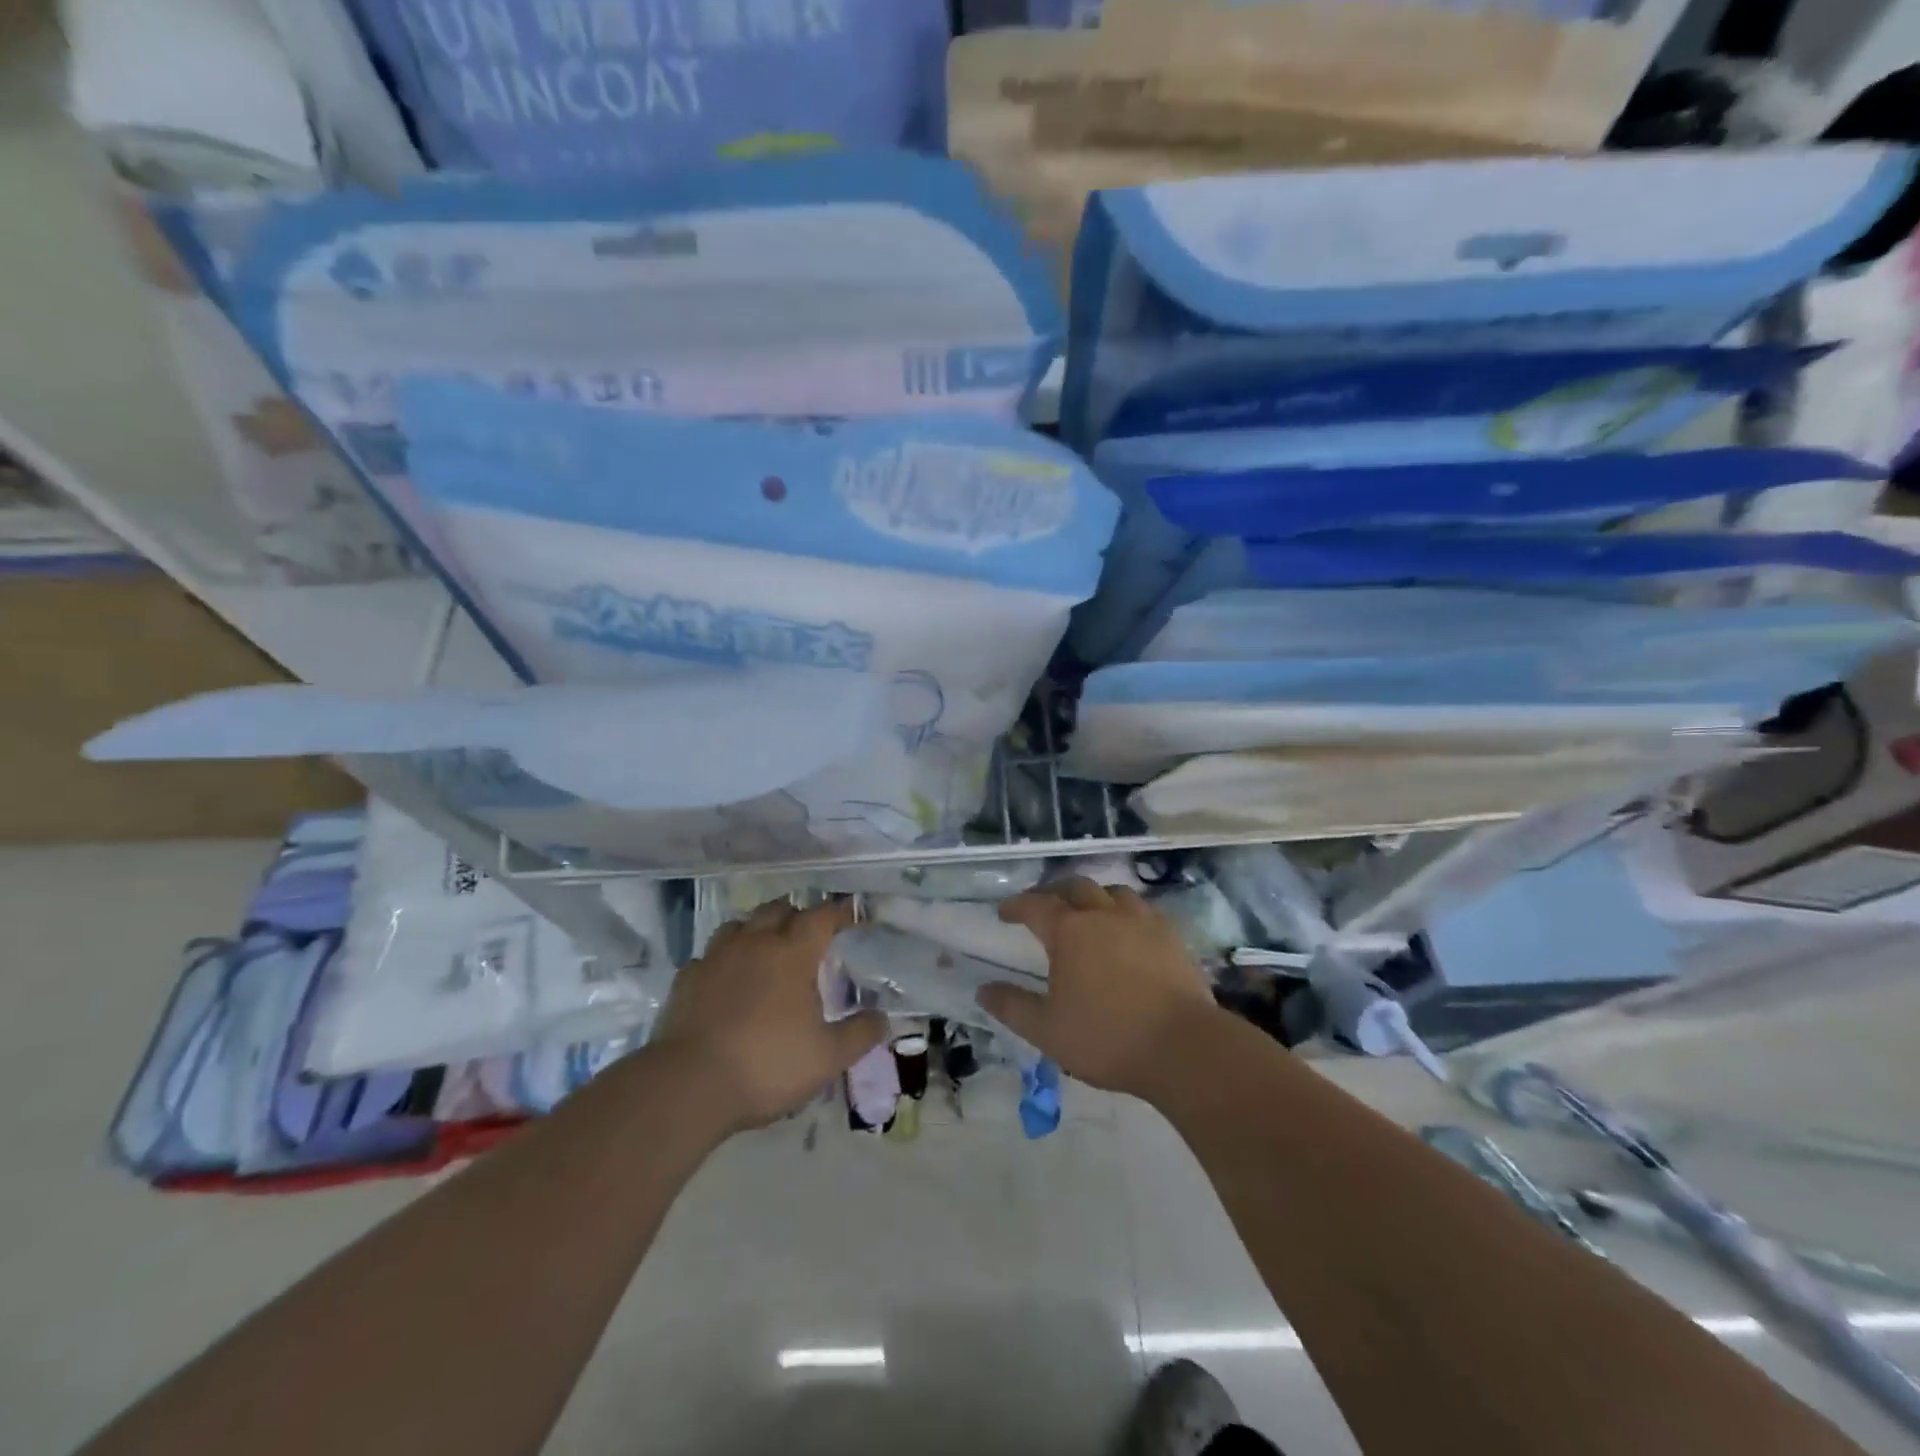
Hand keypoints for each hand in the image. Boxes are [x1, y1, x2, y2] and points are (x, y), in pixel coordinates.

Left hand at [654, 899, 886, 1132]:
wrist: (688, 1086)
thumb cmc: (767, 1065)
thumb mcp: (827, 1058)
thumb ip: (859, 1034)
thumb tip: (882, 1018)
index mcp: (792, 954)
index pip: (821, 916)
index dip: (840, 912)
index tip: (853, 915)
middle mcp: (754, 943)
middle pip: (778, 910)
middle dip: (797, 914)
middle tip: (808, 932)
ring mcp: (716, 958)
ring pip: (739, 925)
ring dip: (757, 929)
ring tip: (766, 948)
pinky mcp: (686, 979)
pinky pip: (710, 956)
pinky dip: (724, 959)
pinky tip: (726, 979)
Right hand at [977, 878, 1220, 1096]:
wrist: (1183, 1047)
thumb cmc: (1106, 1037)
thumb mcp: (1047, 1030)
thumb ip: (1012, 1006)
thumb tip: (984, 990)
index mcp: (1069, 931)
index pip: (1035, 905)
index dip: (1016, 906)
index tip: (1004, 913)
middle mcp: (1104, 914)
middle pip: (1075, 887)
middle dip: (1054, 892)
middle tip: (1044, 905)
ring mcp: (1142, 921)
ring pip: (1112, 892)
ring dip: (1093, 897)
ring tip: (1088, 912)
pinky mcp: (1171, 935)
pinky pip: (1142, 910)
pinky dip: (1125, 912)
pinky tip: (1127, 930)